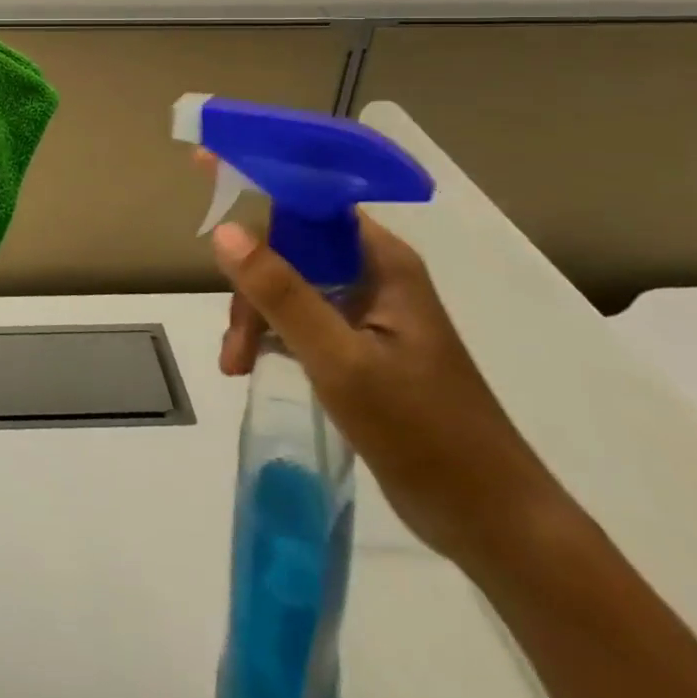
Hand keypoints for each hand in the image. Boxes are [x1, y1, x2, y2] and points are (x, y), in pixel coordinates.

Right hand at [210, 183, 564, 568]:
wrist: (492, 524)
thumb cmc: (424, 434)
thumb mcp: (341, 362)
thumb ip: (281, 294)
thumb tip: (223, 231)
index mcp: (381, 262)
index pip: (310, 200)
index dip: (257, 182)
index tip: (204, 173)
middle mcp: (374, 275)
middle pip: (290, 245)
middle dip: (251, 280)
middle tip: (234, 334)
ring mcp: (366, 311)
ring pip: (288, 283)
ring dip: (255, 314)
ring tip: (238, 362)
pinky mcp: (359, 345)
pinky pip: (299, 317)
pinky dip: (269, 334)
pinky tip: (250, 364)